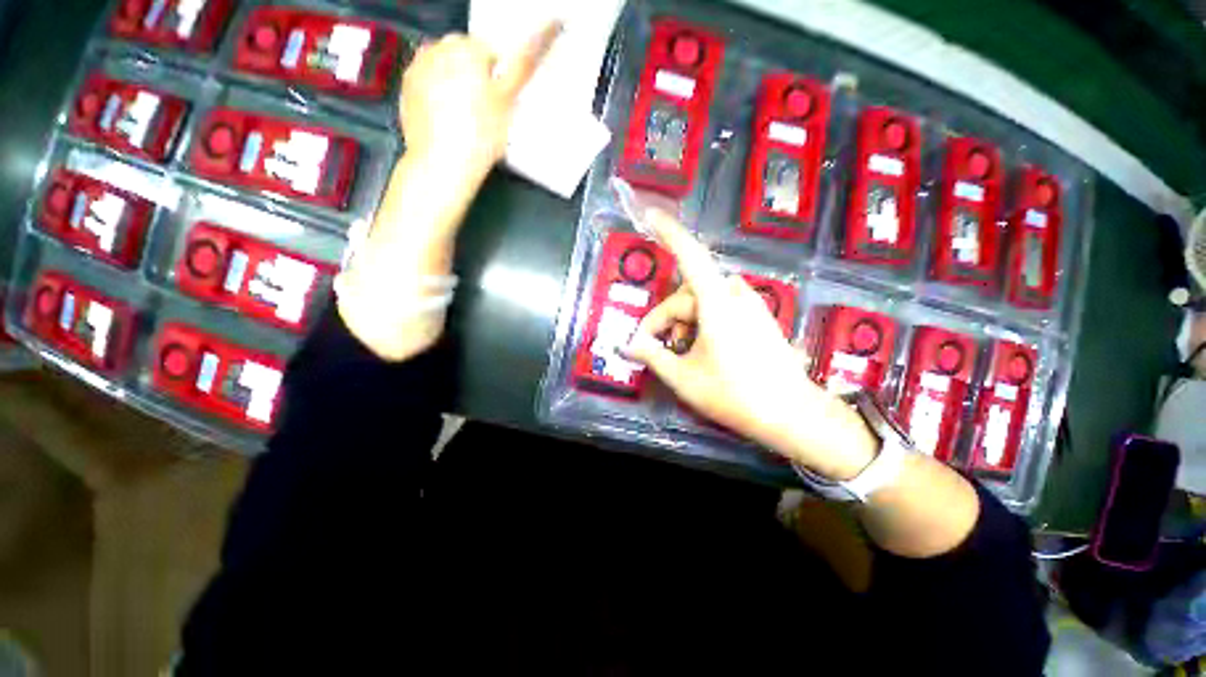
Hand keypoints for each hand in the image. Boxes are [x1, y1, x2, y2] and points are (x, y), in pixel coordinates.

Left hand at [399, 23, 560, 179]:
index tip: (499, 102)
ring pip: (445, 69)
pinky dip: (437, 96)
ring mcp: (417, 67)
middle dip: (474, 77)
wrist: (442, 163)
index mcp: (466, 47)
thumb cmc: (480, 133)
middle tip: (484, 112)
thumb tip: (550, 27)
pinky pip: (428, 84)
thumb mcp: (508, 100)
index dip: (498, 78)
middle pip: (464, 57)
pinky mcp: (405, 89)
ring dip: (455, 84)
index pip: (489, 52)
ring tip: (464, 118)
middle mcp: (437, 48)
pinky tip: (447, 121)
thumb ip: (524, 64)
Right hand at [623, 211, 877, 480]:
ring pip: (702, 302)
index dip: (669, 233)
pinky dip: (702, 322)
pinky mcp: (757, 316)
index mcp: (717, 304)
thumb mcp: (684, 378)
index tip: (651, 215)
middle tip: (650, 347)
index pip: (690, 256)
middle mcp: (735, 295)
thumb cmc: (734, 395)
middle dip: (664, 318)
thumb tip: (629, 346)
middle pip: (686, 294)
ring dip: (683, 321)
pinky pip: (719, 307)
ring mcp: (749, 305)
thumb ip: (653, 356)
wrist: (792, 414)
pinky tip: (700, 348)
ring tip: (679, 352)